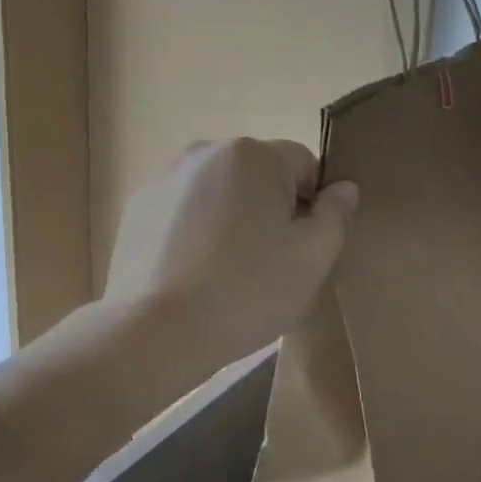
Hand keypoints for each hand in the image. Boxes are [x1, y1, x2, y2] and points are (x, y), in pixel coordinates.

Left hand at [103, 139, 358, 390]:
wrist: (157, 329)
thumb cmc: (247, 290)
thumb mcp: (312, 258)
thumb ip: (335, 215)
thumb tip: (342, 188)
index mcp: (251, 154)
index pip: (303, 164)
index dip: (314, 203)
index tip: (303, 246)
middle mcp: (204, 152)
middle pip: (257, 174)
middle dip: (270, 208)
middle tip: (269, 263)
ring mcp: (164, 177)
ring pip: (217, 192)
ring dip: (230, 218)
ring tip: (226, 271)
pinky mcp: (137, 207)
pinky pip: (182, 210)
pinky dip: (192, 230)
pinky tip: (191, 272)